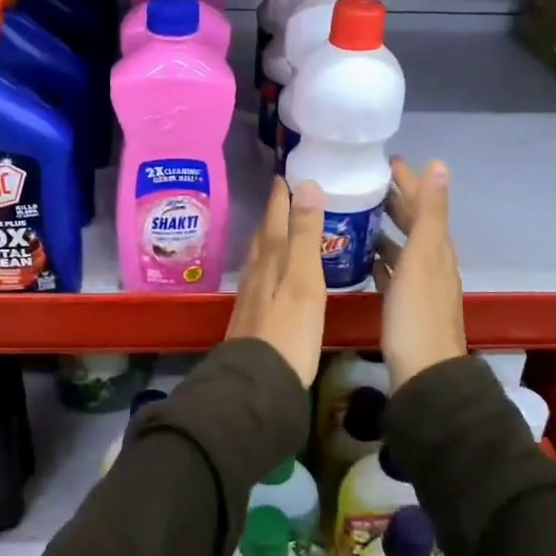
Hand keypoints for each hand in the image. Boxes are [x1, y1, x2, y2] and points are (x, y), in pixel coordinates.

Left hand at [226, 178, 326, 387]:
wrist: (258, 382)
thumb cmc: (290, 330)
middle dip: (274, 214)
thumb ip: (305, 234)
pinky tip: (274, 275)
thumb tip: (305, 185)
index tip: (283, 173)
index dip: (280, 196)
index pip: (274, 217)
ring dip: (269, 239)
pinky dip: (269, 265)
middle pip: (264, 235)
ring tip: (280, 229)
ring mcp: (250, 296)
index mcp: (271, 258)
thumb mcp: (304, 278)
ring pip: (259, 257)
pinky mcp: (252, 318)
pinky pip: (261, 278)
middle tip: (284, 196)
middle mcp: (256, 272)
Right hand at [375, 157, 464, 390]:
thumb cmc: (417, 312)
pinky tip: (363, 259)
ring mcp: (418, 286)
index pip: (422, 205)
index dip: (408, 182)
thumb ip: (430, 212)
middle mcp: (431, 263)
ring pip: (401, 248)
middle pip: (413, 224)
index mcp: (436, 248)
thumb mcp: (423, 256)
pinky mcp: (403, 306)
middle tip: (367, 184)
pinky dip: (380, 259)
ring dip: (385, 230)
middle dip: (395, 201)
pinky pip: (391, 272)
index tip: (387, 161)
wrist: (424, 372)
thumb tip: (439, 165)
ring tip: (358, 215)